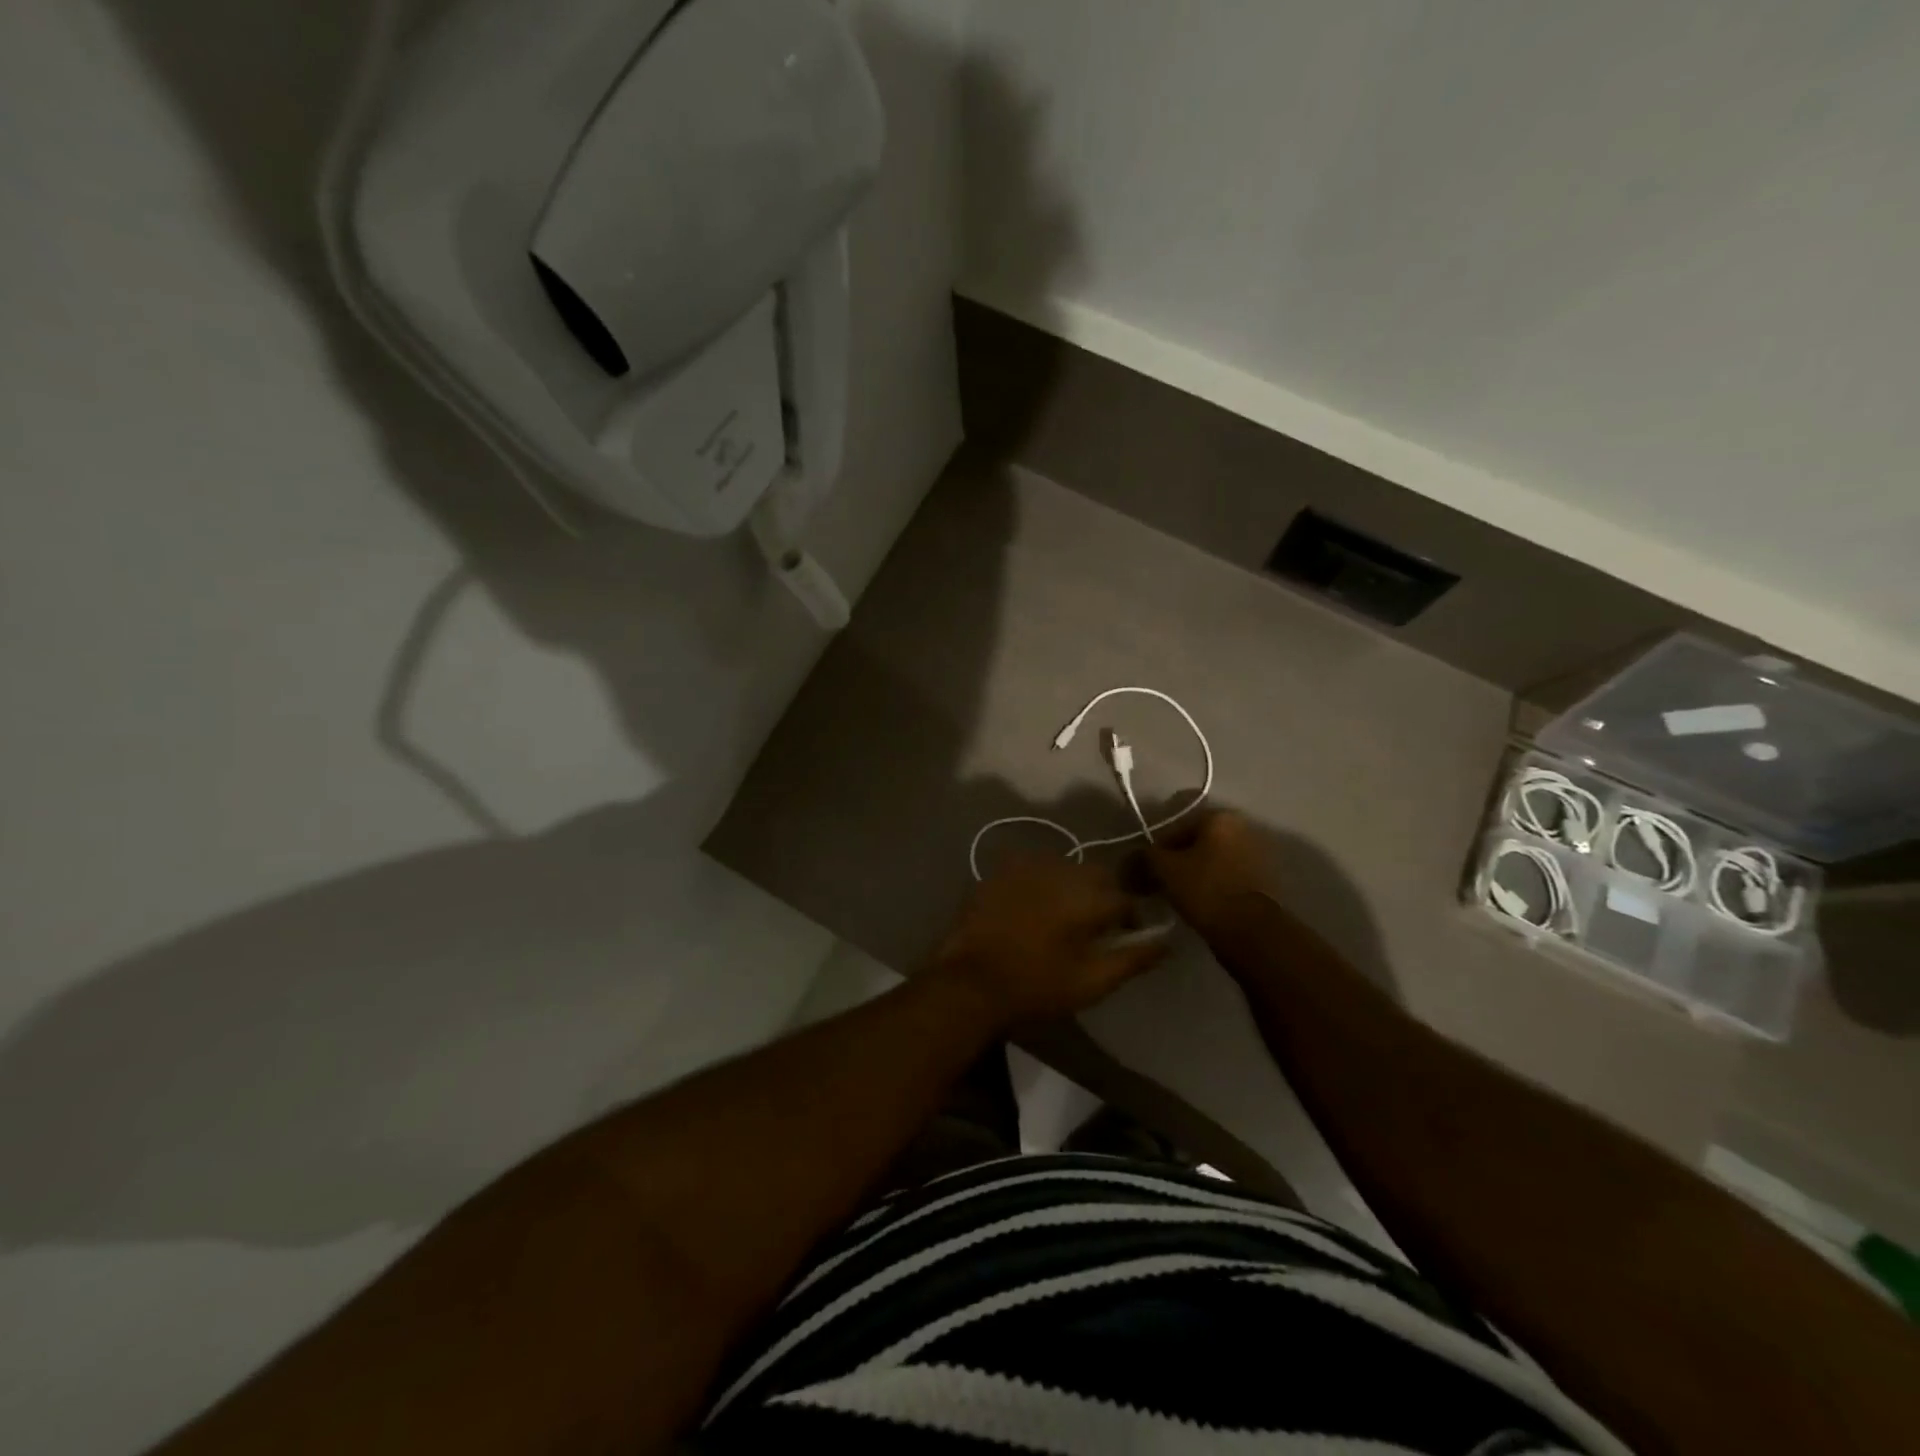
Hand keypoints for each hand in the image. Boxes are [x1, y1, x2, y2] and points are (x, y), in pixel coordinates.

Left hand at [932, 854, 1166, 1027]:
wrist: (969, 981)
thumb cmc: (1036, 986)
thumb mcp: (1092, 982)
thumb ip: (1133, 958)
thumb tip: (1167, 941)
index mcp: (1088, 895)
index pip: (1126, 897)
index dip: (1130, 918)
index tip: (1125, 936)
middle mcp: (1061, 869)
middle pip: (1097, 875)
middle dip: (1103, 896)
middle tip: (1093, 927)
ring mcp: (1027, 865)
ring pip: (1065, 868)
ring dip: (1072, 887)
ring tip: (1061, 917)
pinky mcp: (1000, 869)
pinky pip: (1034, 868)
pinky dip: (1041, 883)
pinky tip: (1031, 907)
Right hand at [1144, 809, 1273, 936]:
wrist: (1251, 932)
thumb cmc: (1205, 889)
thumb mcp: (1165, 869)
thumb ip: (1147, 856)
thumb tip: (1134, 856)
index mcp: (1220, 817)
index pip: (1176, 823)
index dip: (1155, 845)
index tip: (1144, 866)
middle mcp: (1243, 828)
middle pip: (1196, 840)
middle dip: (1175, 857)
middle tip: (1157, 879)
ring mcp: (1256, 854)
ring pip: (1211, 858)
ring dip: (1193, 871)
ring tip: (1175, 893)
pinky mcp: (1262, 879)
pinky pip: (1226, 874)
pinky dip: (1210, 882)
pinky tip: (1196, 900)